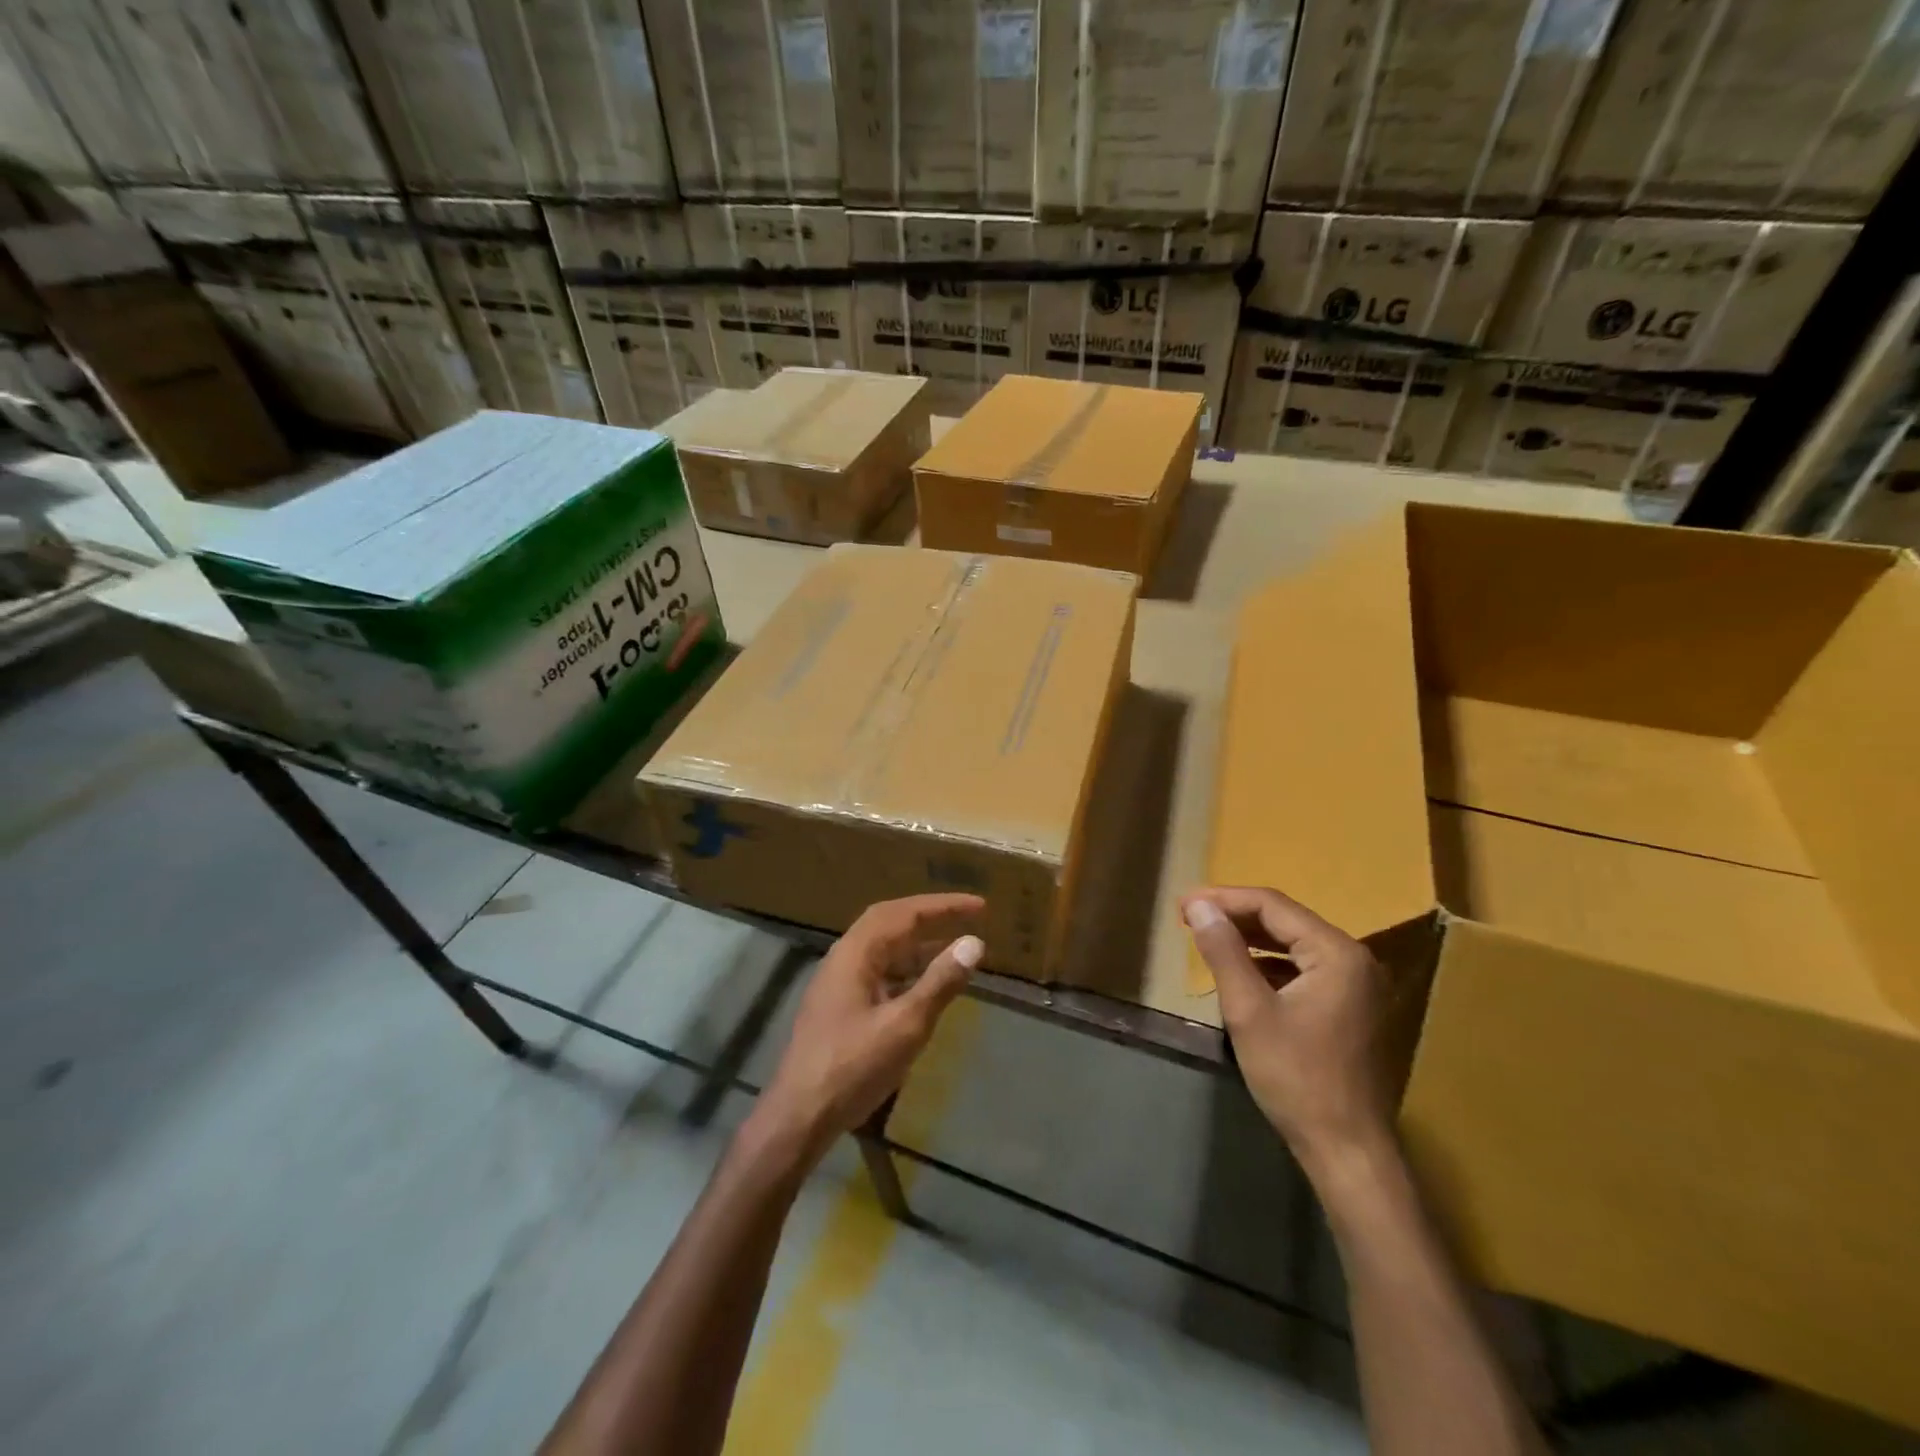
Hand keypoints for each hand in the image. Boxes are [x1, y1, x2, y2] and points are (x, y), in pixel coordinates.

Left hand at [752, 894, 985, 1167]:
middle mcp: (844, 958)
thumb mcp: (905, 1025)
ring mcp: (838, 983)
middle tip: (967, 917)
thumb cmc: (853, 1068)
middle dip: (930, 917)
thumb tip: (974, 942)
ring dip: (919, 945)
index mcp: (856, 953)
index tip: (980, 906)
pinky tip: (925, 987)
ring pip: (884, 949)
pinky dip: (907, 970)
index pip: (904, 913)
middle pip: (890, 922)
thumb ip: (940, 982)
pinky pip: (879, 972)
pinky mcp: (839, 1007)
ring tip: (955, 950)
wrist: (798, 1117)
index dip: (944, 906)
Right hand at [1182, 886, 1395, 1176]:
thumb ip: (1224, 952)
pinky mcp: (1350, 1007)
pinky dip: (1268, 964)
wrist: (1347, 1151)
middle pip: (1286, 920)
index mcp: (1337, 953)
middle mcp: (1354, 959)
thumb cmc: (1296, 1078)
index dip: (1224, 899)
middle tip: (1189, 917)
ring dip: (1250, 939)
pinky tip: (1241, 973)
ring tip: (1208, 937)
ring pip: (1293, 944)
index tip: (1183, 904)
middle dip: (1235, 916)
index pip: (1273, 905)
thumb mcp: (1249, 1011)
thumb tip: (1198, 905)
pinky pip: (1303, 968)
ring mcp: (1357, 985)